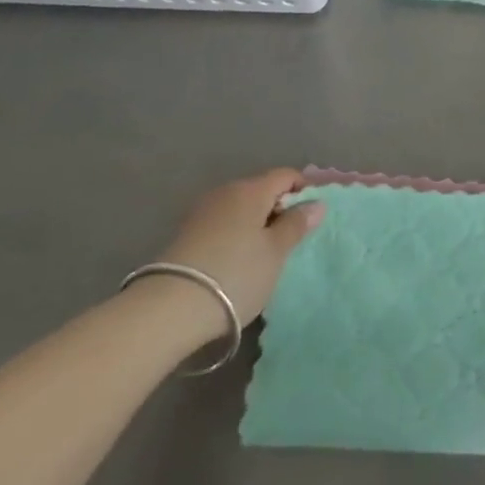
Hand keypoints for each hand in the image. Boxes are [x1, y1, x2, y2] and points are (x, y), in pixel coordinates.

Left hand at [149, 169, 323, 337]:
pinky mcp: (186, 235)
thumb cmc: (235, 274)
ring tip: (265, 255)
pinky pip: (222, 225)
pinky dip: (236, 236)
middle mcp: (225, 192)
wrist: (169, 309)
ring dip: (256, 225)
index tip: (312, 217)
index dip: (304, 190)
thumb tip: (316, 203)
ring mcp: (202, 213)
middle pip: (261, 190)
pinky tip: (237, 262)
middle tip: (291, 241)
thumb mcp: (275, 252)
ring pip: (240, 209)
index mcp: (251, 189)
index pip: (286, 176)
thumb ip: (296, 225)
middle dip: (279, 209)